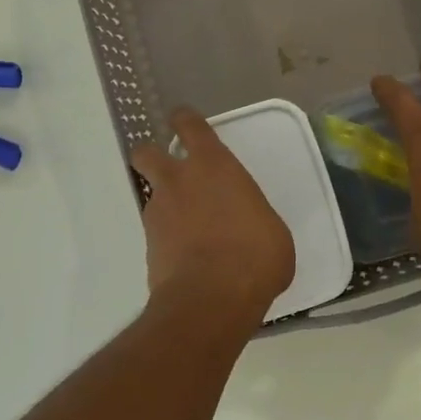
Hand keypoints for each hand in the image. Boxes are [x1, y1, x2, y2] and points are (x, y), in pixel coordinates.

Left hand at [131, 108, 294, 318]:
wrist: (211, 300)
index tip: (182, 119)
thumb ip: (253, 217)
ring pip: (152, 196)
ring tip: (188, 227)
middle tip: (170, 169)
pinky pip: (157, 233)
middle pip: (147, 152)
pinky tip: (187, 256)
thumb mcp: (272, 230)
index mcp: (214, 166)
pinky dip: (168, 239)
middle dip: (153, 156)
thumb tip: (250, 226)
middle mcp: (179, 182)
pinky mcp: (148, 247)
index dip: (184, 120)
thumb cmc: (255, 255)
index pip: (190, 126)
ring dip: (166, 204)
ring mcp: (159, 214)